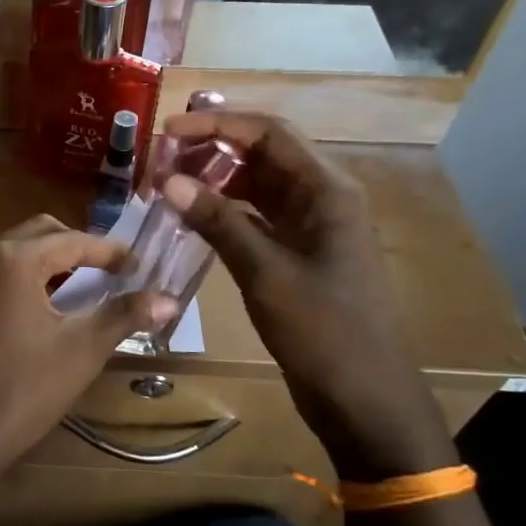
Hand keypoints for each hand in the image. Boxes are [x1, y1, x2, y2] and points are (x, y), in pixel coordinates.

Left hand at [0, 216, 176, 501]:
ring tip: (77, 286)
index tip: (138, 264)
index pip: (71, 240)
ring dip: (46, 261)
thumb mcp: (82, 350)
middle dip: (76, 247)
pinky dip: (19, 279)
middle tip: (109, 270)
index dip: (109, 251)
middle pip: (37, 234)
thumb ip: (124, 316)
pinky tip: (37, 310)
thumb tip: (170, 299)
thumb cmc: (23, 390)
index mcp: (11, 260)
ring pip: (11, 253)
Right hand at [159, 113, 456, 478]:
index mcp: (327, 190)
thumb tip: (169, 180)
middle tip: (160, 160)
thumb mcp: (266, 273)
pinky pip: (256, 217)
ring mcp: (310, 227)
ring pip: (257, 185)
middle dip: (211, 150)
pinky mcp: (298, 254)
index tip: (167, 131)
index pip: (268, 134)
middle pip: (262, 154)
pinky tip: (190, 217)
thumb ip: (218, 222)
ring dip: (214, 180)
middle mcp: (321, 198)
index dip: (217, 125)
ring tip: (167, 184)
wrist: (364, 400)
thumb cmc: (324, 332)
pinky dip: (223, 211)